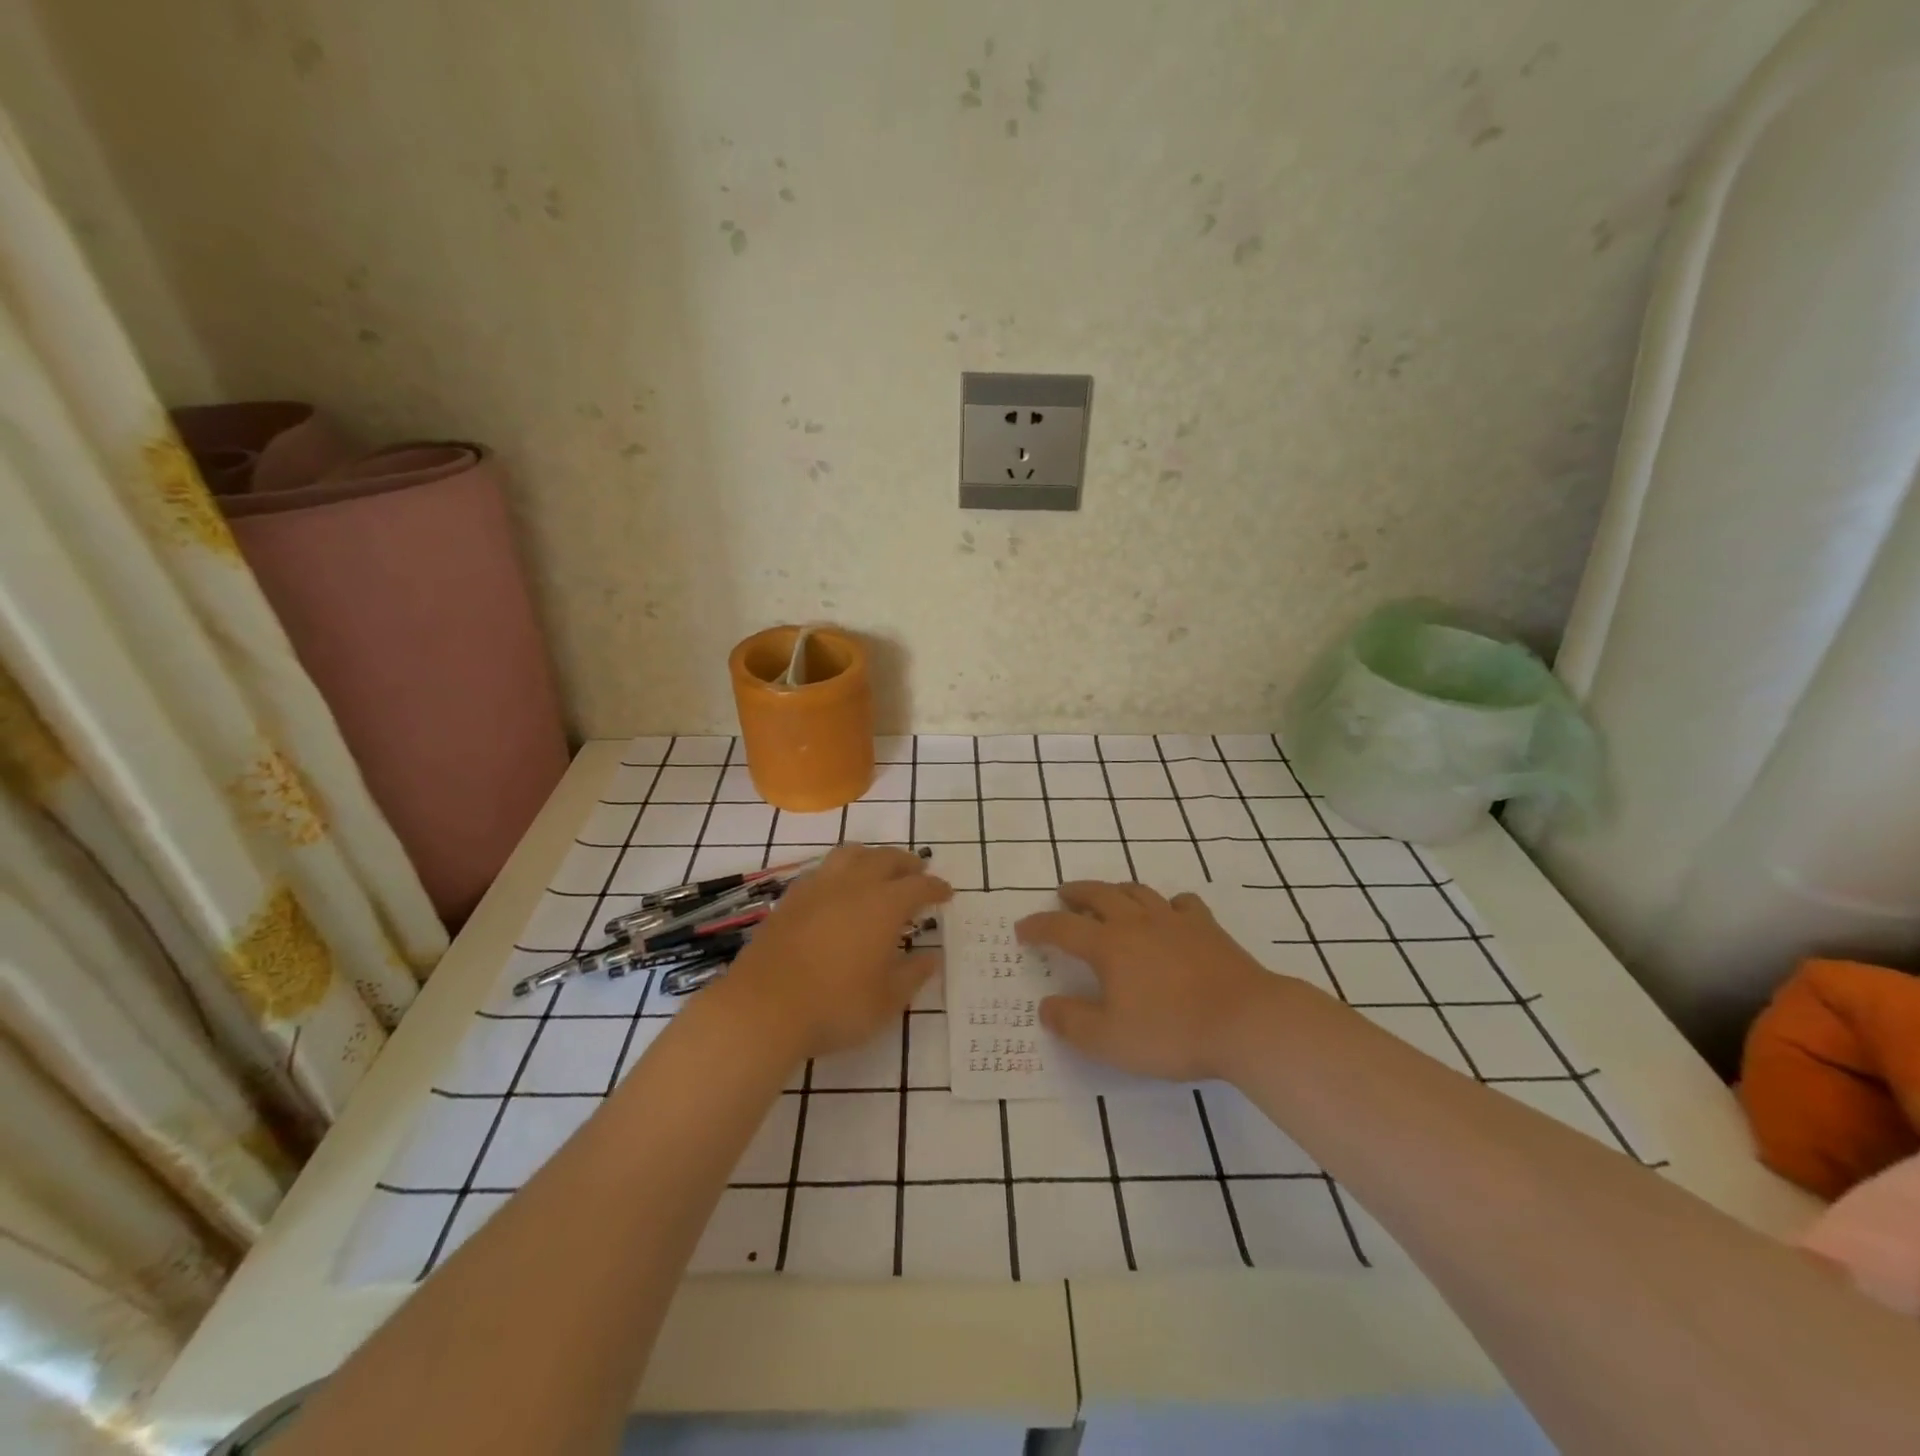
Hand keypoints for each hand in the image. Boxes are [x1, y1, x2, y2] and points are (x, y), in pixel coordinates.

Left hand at [715, 845, 951, 1062]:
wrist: (763, 1007)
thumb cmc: (834, 1006)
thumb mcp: (886, 1000)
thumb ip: (912, 974)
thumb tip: (932, 957)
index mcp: (884, 905)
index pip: (919, 886)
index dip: (936, 887)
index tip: (946, 893)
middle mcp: (854, 885)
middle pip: (886, 859)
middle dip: (907, 863)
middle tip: (918, 870)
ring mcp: (818, 887)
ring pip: (851, 854)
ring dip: (872, 856)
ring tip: (879, 868)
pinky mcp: (791, 898)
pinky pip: (823, 869)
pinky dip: (841, 870)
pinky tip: (838, 887)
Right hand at [1016, 881, 1283, 1082]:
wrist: (1246, 1021)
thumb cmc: (1171, 1032)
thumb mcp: (1109, 1040)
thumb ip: (1072, 1023)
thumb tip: (1046, 1006)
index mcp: (1109, 946)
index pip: (1062, 928)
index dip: (1038, 927)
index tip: (1022, 930)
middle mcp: (1137, 923)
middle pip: (1099, 895)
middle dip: (1076, 893)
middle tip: (1063, 894)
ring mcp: (1175, 921)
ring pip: (1138, 892)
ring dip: (1116, 890)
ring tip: (1108, 895)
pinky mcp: (1207, 928)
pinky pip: (1181, 903)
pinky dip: (1167, 903)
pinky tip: (1169, 913)